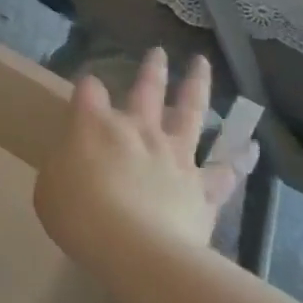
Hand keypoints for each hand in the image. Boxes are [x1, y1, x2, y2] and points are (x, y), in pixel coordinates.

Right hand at [35, 50, 257, 272]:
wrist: (135, 250)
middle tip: (158, 52)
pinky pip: (225, 171)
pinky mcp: (203, 188)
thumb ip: (64, 166)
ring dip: (197, 85)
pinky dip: (239, 158)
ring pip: (190, 112)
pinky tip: (251, 148)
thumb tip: (75, 161)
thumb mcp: (50, 188)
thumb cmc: (80, 216)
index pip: (89, 91)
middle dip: (151, 69)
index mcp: (95, 126)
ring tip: (202, 64)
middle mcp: (138, 130)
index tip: (88, 89)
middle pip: (146, 89)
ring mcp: (175, 156)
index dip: (88, 88)